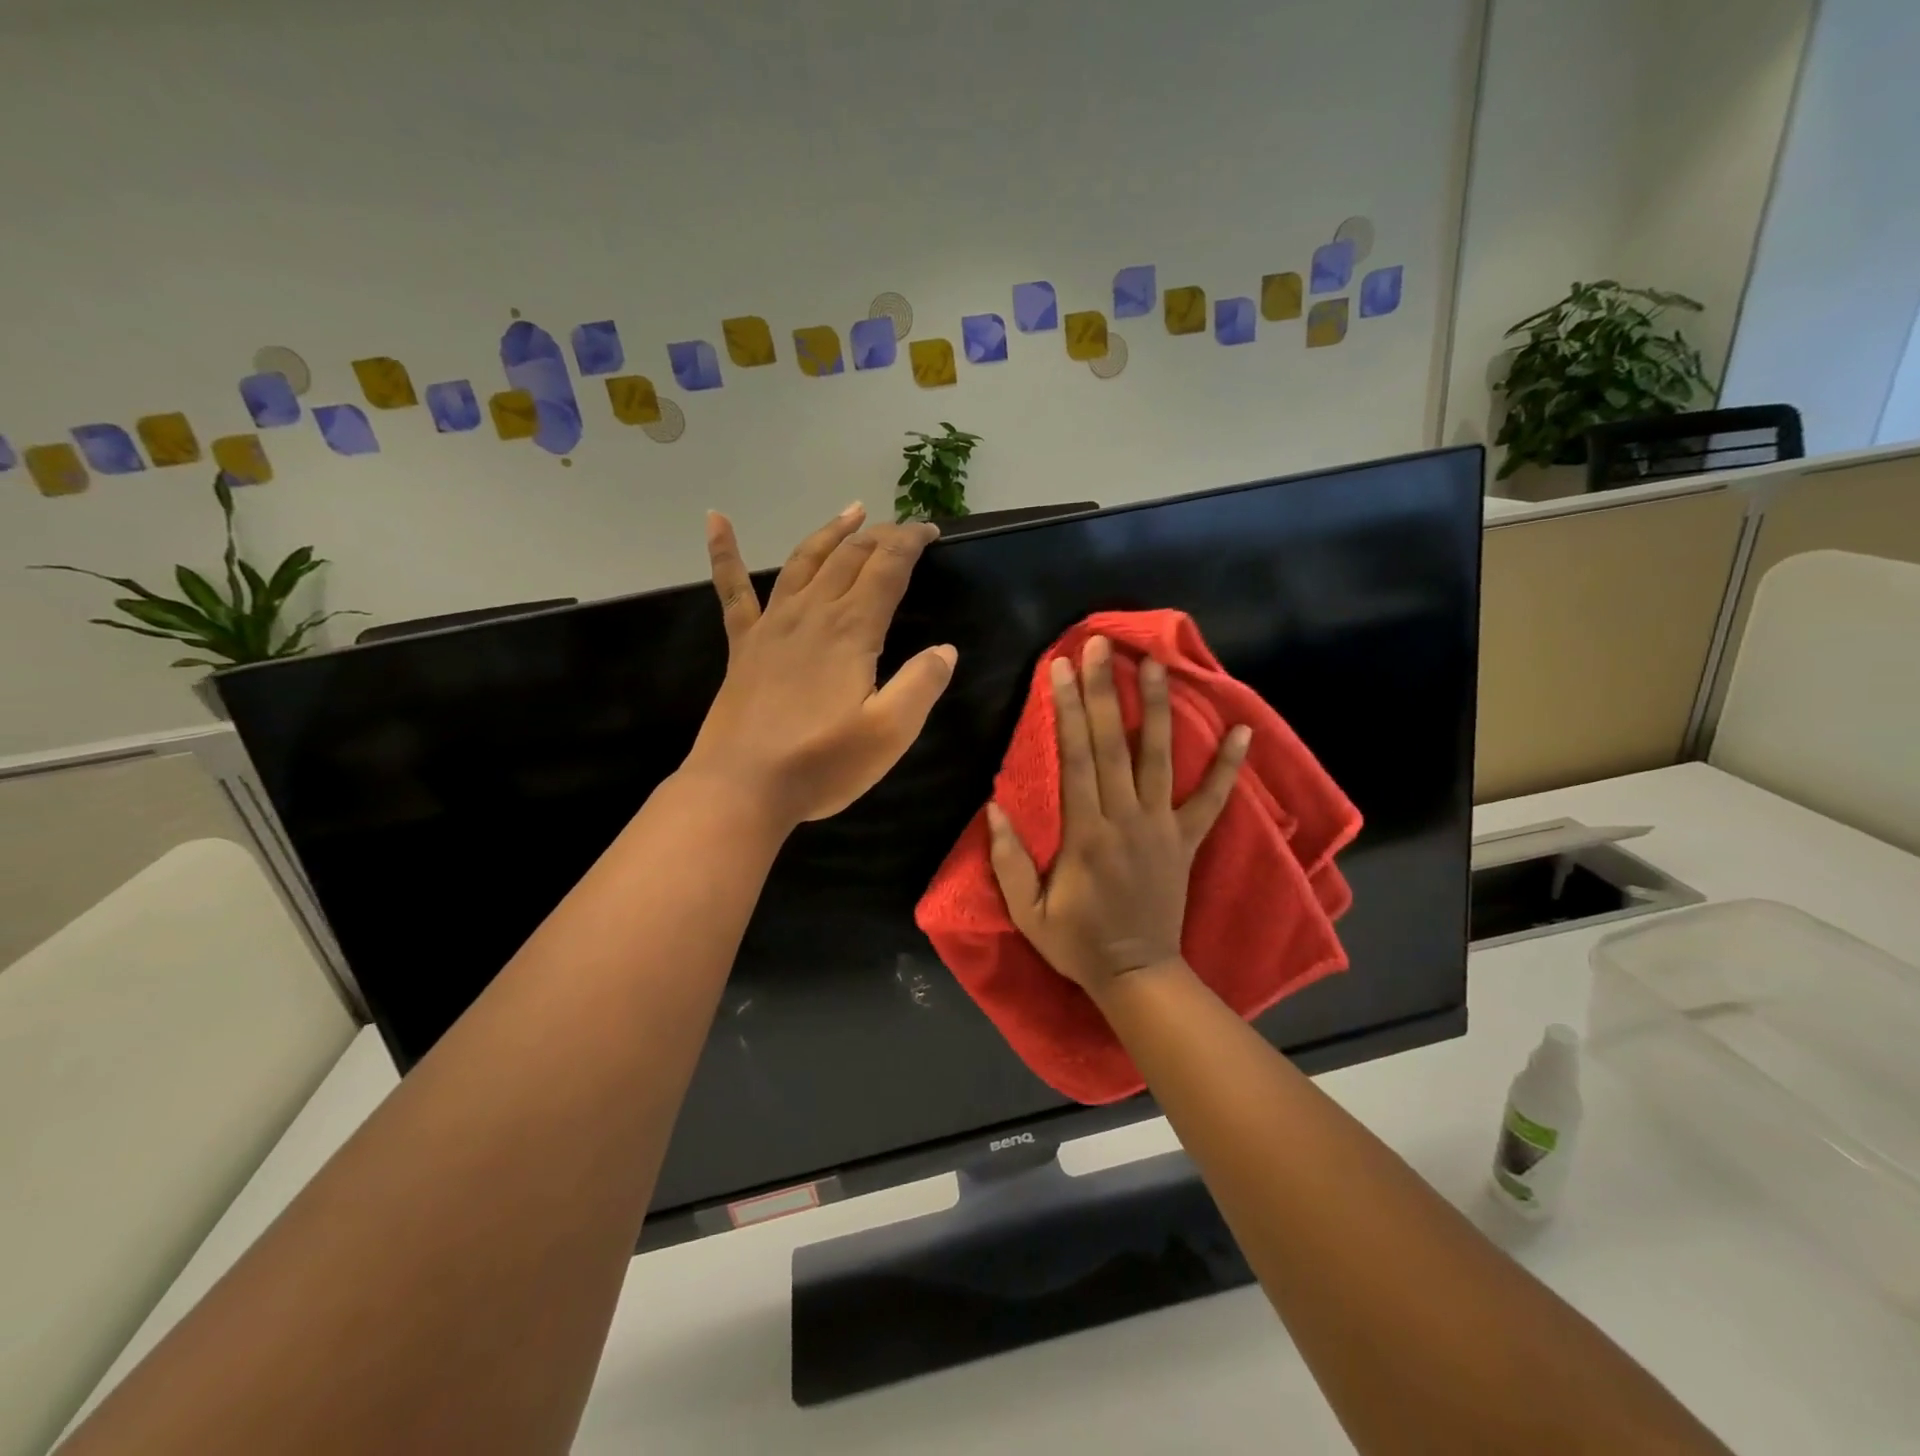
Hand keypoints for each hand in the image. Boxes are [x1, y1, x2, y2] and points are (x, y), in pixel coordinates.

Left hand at [685, 505, 956, 828]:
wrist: (742, 788)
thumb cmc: (821, 764)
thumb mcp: (890, 733)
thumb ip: (922, 685)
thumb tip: (945, 650)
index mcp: (851, 631)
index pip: (887, 568)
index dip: (910, 543)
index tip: (931, 532)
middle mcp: (812, 614)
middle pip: (849, 557)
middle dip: (880, 536)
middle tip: (903, 529)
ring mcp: (772, 626)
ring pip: (803, 561)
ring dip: (830, 532)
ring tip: (851, 511)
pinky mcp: (743, 646)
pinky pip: (733, 590)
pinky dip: (724, 551)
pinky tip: (715, 519)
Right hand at [986, 635, 1248, 996]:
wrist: (1138, 975)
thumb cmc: (1077, 943)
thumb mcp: (1027, 912)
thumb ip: (1009, 860)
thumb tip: (994, 806)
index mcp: (1085, 833)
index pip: (1075, 758)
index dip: (1066, 710)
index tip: (1060, 668)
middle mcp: (1126, 819)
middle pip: (1113, 744)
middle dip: (1104, 691)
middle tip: (1100, 645)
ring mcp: (1162, 827)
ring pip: (1160, 758)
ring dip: (1156, 709)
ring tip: (1154, 664)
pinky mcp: (1187, 841)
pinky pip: (1213, 800)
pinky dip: (1229, 766)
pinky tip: (1244, 729)